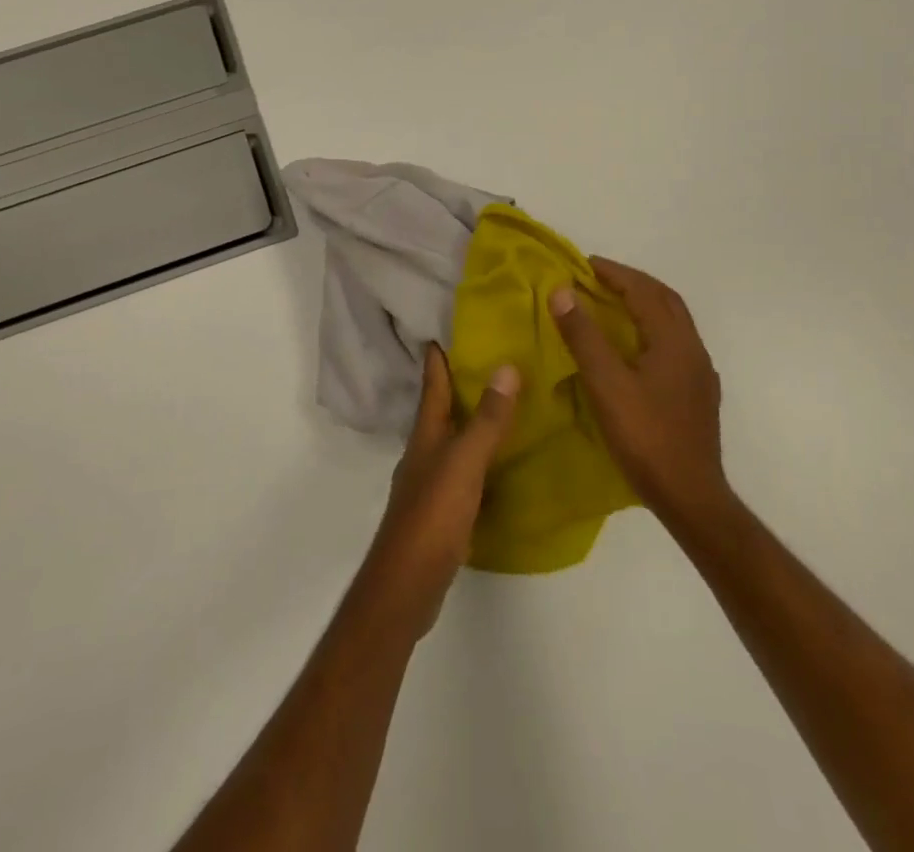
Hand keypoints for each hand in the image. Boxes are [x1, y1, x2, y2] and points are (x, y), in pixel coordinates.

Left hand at [360, 345, 519, 638]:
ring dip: (471, 421)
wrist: (407, 585)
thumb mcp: (464, 463)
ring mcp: (431, 483)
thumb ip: (486, 420)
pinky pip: (464, 472)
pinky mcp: (442, 512)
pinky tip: (499, 463)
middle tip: (487, 360)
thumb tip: (507, 367)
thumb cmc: (432, 516)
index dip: (438, 357)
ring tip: (501, 405)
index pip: (432, 385)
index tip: (445, 329)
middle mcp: (425, 453)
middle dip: (458, 385)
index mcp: (426, 435)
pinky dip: (480, 459)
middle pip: (441, 410)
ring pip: (453, 440)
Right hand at [548, 257, 727, 533]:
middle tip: (598, 278)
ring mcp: (700, 373)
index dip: (614, 273)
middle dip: (632, 282)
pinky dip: (652, 329)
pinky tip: (636, 347)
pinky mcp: (699, 394)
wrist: (691, 496)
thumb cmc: (645, 437)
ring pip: (674, 322)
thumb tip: (561, 291)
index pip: (643, 291)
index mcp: (674, 341)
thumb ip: (583, 336)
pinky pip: (675, 343)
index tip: (584, 263)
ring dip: (645, 304)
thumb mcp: (605, 384)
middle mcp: (693, 349)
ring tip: (612, 305)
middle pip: (665, 300)